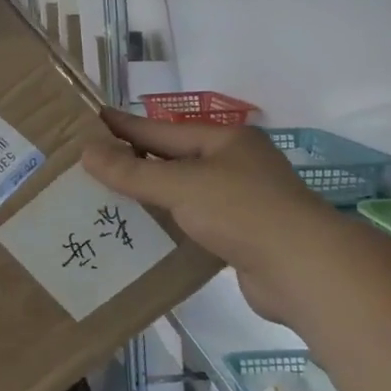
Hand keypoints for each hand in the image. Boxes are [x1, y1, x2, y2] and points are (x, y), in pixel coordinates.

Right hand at [82, 109, 325, 320]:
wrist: (304, 270)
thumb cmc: (241, 212)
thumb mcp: (180, 185)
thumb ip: (132, 171)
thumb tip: (87, 152)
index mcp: (225, 140)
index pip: (162, 130)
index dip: (125, 126)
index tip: (92, 120)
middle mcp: (236, 164)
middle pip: (174, 159)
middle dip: (135, 162)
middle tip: (92, 163)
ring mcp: (243, 200)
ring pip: (185, 193)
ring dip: (151, 197)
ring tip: (108, 199)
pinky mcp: (244, 236)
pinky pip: (196, 223)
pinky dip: (170, 225)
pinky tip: (143, 233)